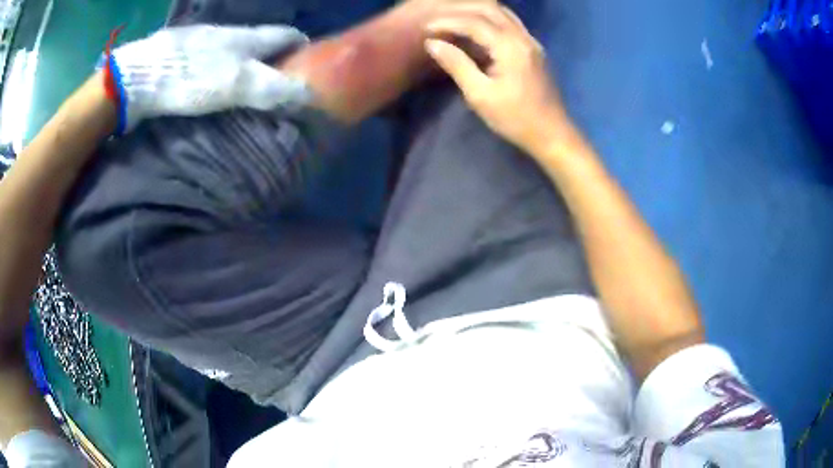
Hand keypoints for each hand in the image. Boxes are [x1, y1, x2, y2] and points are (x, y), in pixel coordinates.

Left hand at [111, 25, 310, 131]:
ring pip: (235, 45)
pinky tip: (213, 77)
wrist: (141, 75)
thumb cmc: (192, 77)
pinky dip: (221, 64)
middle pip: (261, 39)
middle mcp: (229, 32)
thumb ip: (273, 88)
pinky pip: (212, 53)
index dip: (301, 45)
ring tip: (247, 79)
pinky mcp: (183, 50)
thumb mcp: (237, 85)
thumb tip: (308, 95)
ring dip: (246, 59)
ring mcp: (203, 38)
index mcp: (247, 37)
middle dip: (275, 54)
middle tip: (279, 77)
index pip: (286, 34)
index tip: (309, 61)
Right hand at [425, 3, 571, 153]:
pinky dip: (489, 20)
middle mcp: (523, 37)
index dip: (447, 22)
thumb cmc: (515, 119)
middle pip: (490, 9)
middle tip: (438, 20)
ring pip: (502, 13)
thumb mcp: (480, 95)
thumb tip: (432, 44)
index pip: (474, 22)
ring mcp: (531, 42)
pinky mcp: (534, 49)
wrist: (552, 134)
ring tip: (453, 21)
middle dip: (461, 10)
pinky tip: (475, 31)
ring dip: (476, 12)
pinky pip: (509, 24)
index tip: (426, 29)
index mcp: (510, 47)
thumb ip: (456, 64)